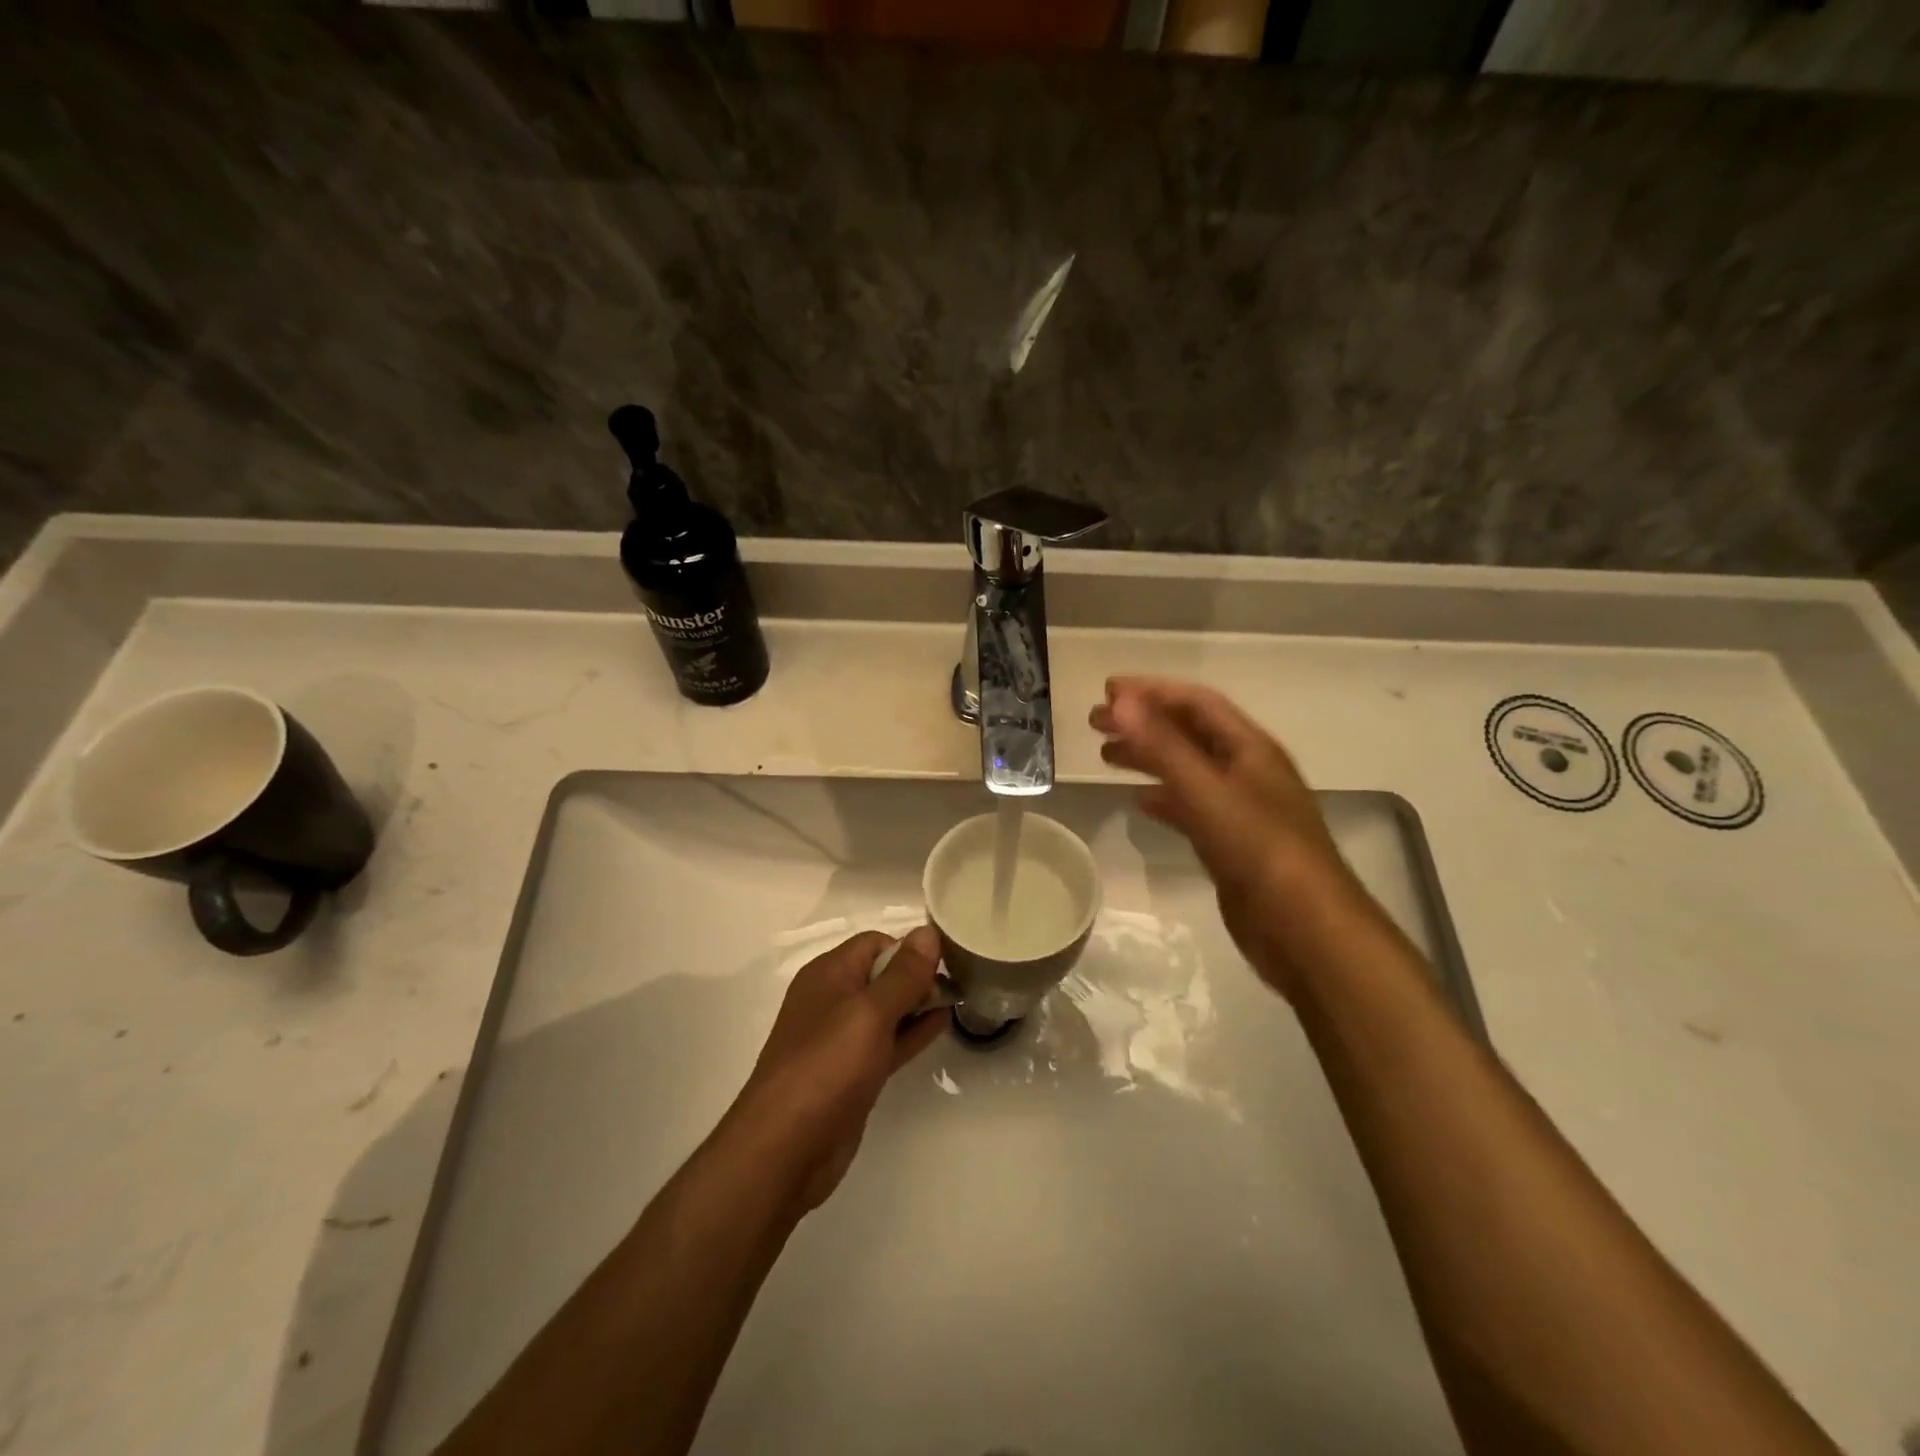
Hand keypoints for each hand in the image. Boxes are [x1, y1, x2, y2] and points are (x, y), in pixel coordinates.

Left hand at [728, 926, 947, 1210]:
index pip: (875, 943)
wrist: (785, 1149)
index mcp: (828, 974)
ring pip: (887, 1010)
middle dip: (917, 976)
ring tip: (959, 999)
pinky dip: (912, 1032)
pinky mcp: (852, 1073)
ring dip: (918, 1003)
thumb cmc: (826, 1067)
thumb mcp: (870, 1013)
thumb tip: (928, 931)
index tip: (946, 962)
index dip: (909, 949)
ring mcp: (840, 1039)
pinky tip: (941, 1026)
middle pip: (882, 974)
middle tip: (960, 982)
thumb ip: (903, 974)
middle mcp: (832, 1000)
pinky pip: (887, 1041)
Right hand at [1090, 675, 1381, 1000]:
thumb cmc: (1257, 849)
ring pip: (1188, 769)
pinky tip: (1141, 802)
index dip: (1152, 691)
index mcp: (1249, 748)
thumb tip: (1120, 700)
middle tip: (1096, 722)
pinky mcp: (1232, 843)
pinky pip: (1192, 806)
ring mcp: (1241, 808)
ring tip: (1107, 756)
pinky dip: (1164, 798)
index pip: (1197, 703)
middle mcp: (1247, 771)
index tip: (1108, 689)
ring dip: (1150, 757)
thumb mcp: (1205, 790)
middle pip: (1189, 733)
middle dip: (1144, 722)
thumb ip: (1161, 745)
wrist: (1303, 927)